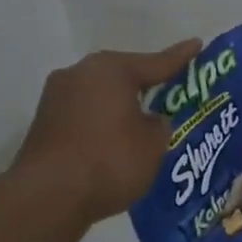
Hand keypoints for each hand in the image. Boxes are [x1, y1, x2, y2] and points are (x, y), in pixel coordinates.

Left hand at [14, 39, 200, 223]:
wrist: (49, 196)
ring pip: (101, 96)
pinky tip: (115, 142)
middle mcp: (79, 73)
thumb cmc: (111, 161)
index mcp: (111, 70)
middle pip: (122, 76)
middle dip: (146, 85)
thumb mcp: (154, 144)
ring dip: (121, 107)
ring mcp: (56, 97)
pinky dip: (102, 124)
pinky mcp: (45, 123)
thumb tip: (149, 120)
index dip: (181, 57)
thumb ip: (159, 125)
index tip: (197, 44)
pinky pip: (85, 115)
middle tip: (171, 93)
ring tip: (142, 123)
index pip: (156, 62)